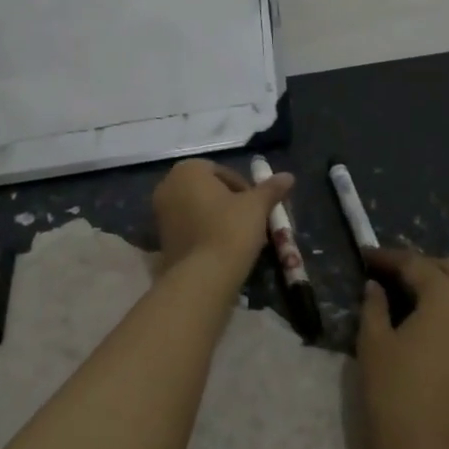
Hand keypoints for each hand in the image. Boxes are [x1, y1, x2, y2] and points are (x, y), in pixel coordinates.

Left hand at [151, 159, 293, 277]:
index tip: (257, 208)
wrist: (202, 278)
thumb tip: (288, 176)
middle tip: (251, 222)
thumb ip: (271, 189)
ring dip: (217, 219)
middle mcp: (168, 186)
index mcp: (188, 170)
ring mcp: (160, 214)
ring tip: (240, 239)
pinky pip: (189, 229)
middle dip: (230, 204)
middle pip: (208, 190)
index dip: (244, 189)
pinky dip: (204, 235)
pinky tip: (222, 251)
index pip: (223, 173)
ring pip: (198, 210)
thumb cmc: (230, 230)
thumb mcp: (256, 206)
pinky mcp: (160, 240)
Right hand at [357, 247, 448, 448]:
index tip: (364, 257)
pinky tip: (434, 324)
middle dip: (419, 267)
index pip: (414, 263)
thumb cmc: (397, 396)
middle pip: (448, 272)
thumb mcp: (374, 344)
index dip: (387, 258)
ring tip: (413, 296)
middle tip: (387, 275)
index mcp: (447, 293)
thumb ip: (374, 307)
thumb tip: (376, 287)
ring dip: (444, 287)